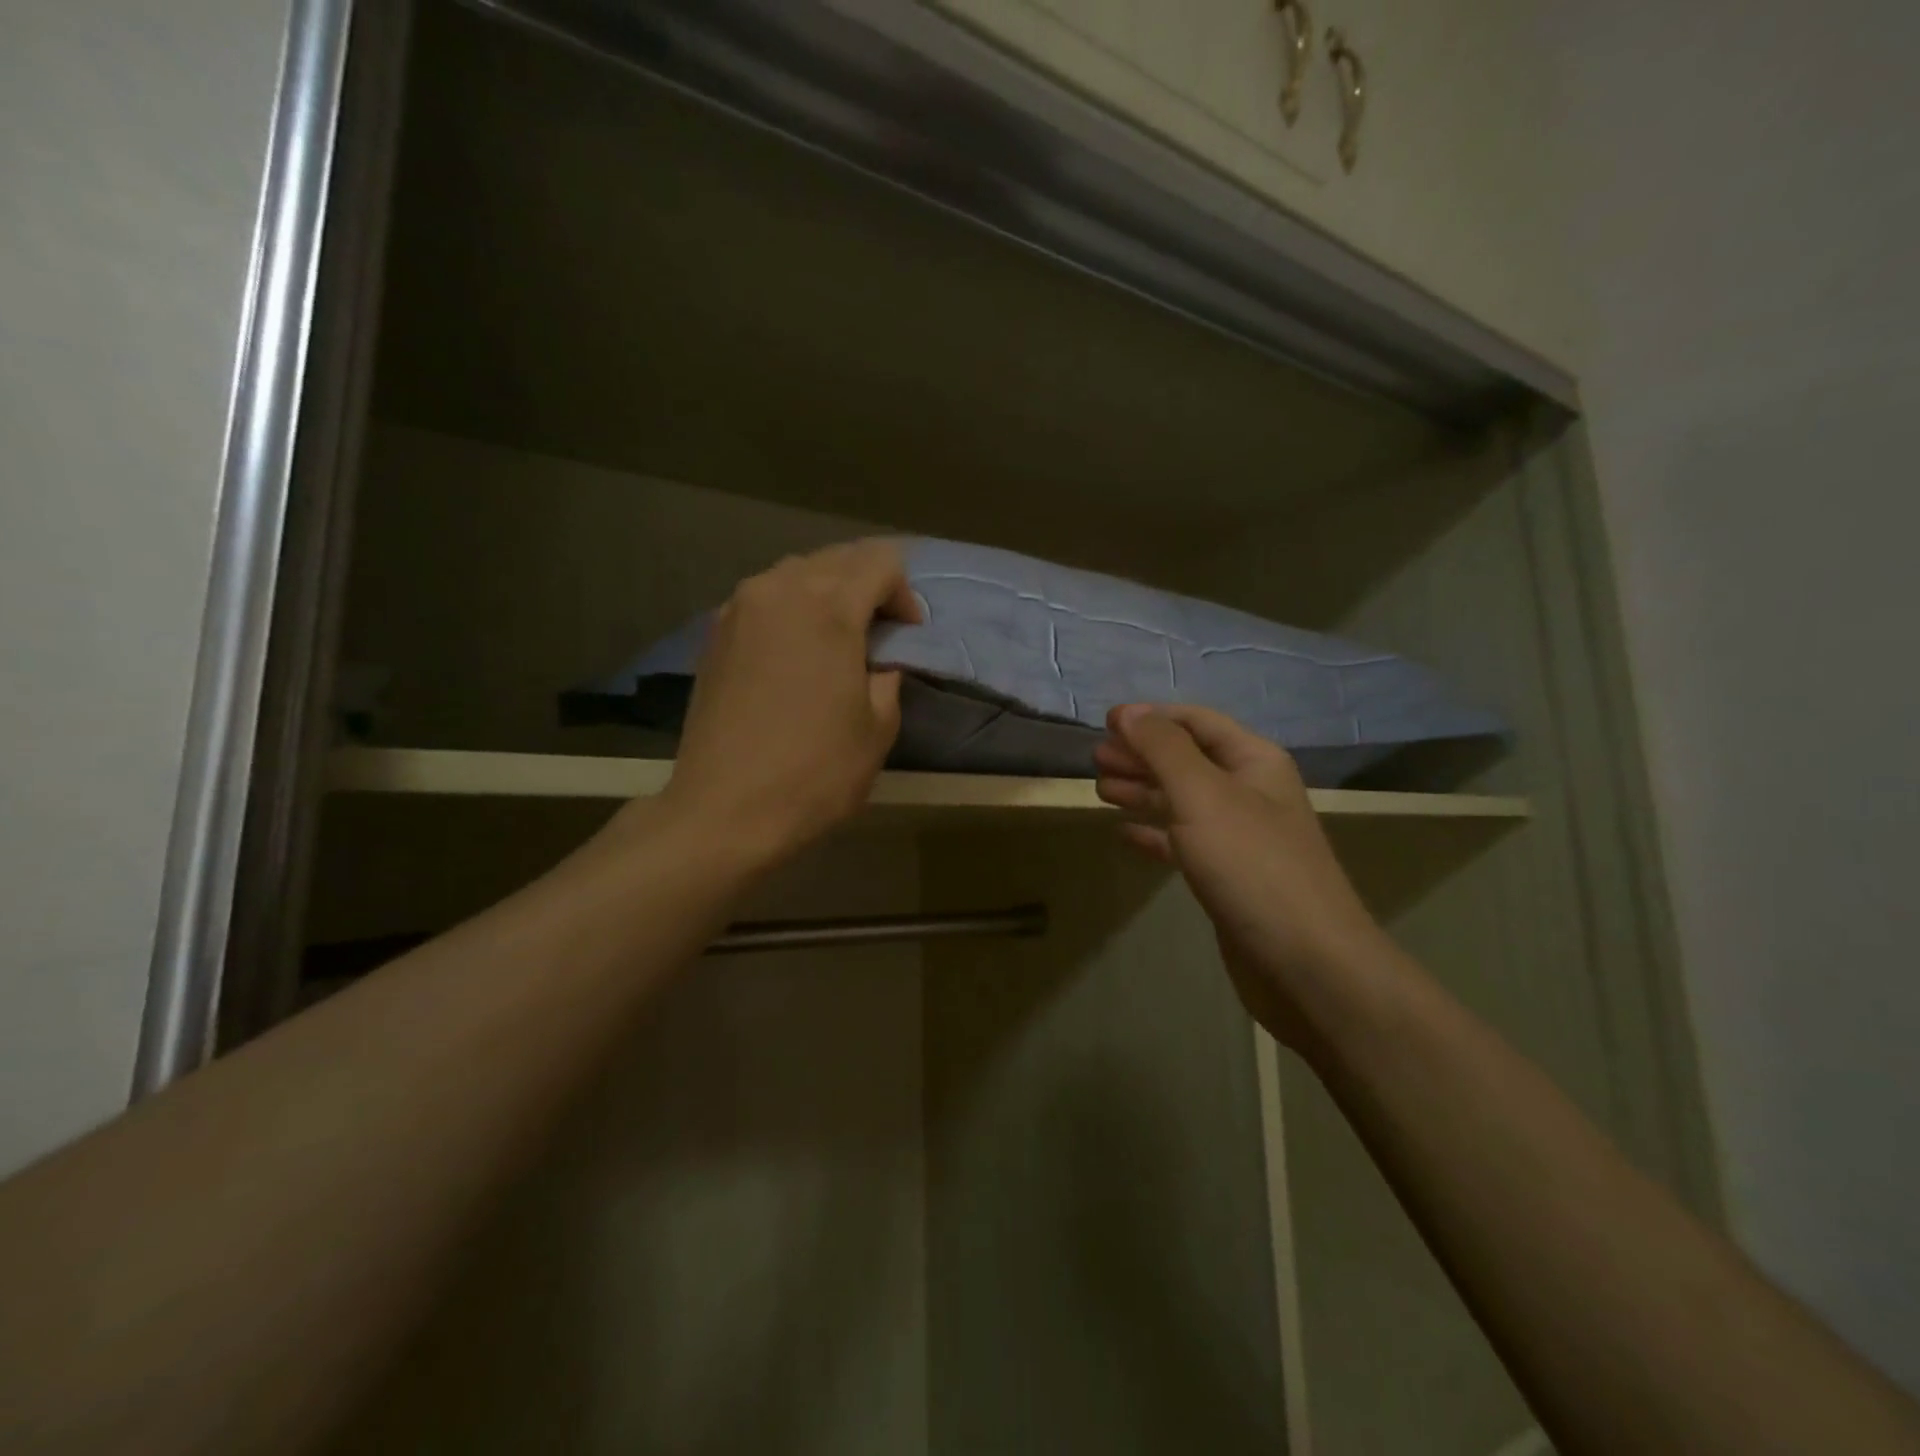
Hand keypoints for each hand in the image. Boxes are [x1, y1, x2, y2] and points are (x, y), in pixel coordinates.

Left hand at [657, 540, 922, 865]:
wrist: (723, 811)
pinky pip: (764, 599)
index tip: (908, 634)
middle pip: (836, 558)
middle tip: (880, 633)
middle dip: (867, 585)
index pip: (880, 561)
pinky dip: (790, 610)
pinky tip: (795, 652)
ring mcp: (738, 608)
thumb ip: (887, 677)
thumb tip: (879, 662)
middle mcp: (779, 590)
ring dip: (827, 593)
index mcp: (828, 607)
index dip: (904, 593)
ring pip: (795, 574)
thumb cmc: (814, 773)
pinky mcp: (714, 634)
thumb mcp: (877, 728)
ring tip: (838, 639)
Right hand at [1095, 704, 1392, 1047]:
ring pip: (1182, 801)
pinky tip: (1125, 834)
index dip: (1152, 717)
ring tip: (1101, 788)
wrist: (1307, 964)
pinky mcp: (1228, 877)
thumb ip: (1162, 749)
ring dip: (1143, 791)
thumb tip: (1128, 711)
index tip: (1105, 722)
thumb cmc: (1251, 865)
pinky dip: (1154, 834)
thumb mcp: (1202, 795)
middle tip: (1096, 758)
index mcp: (1253, 762)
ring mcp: (1240, 838)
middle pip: (1187, 760)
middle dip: (1142, 754)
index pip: (1197, 722)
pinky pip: (1184, 843)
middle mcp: (1249, 793)